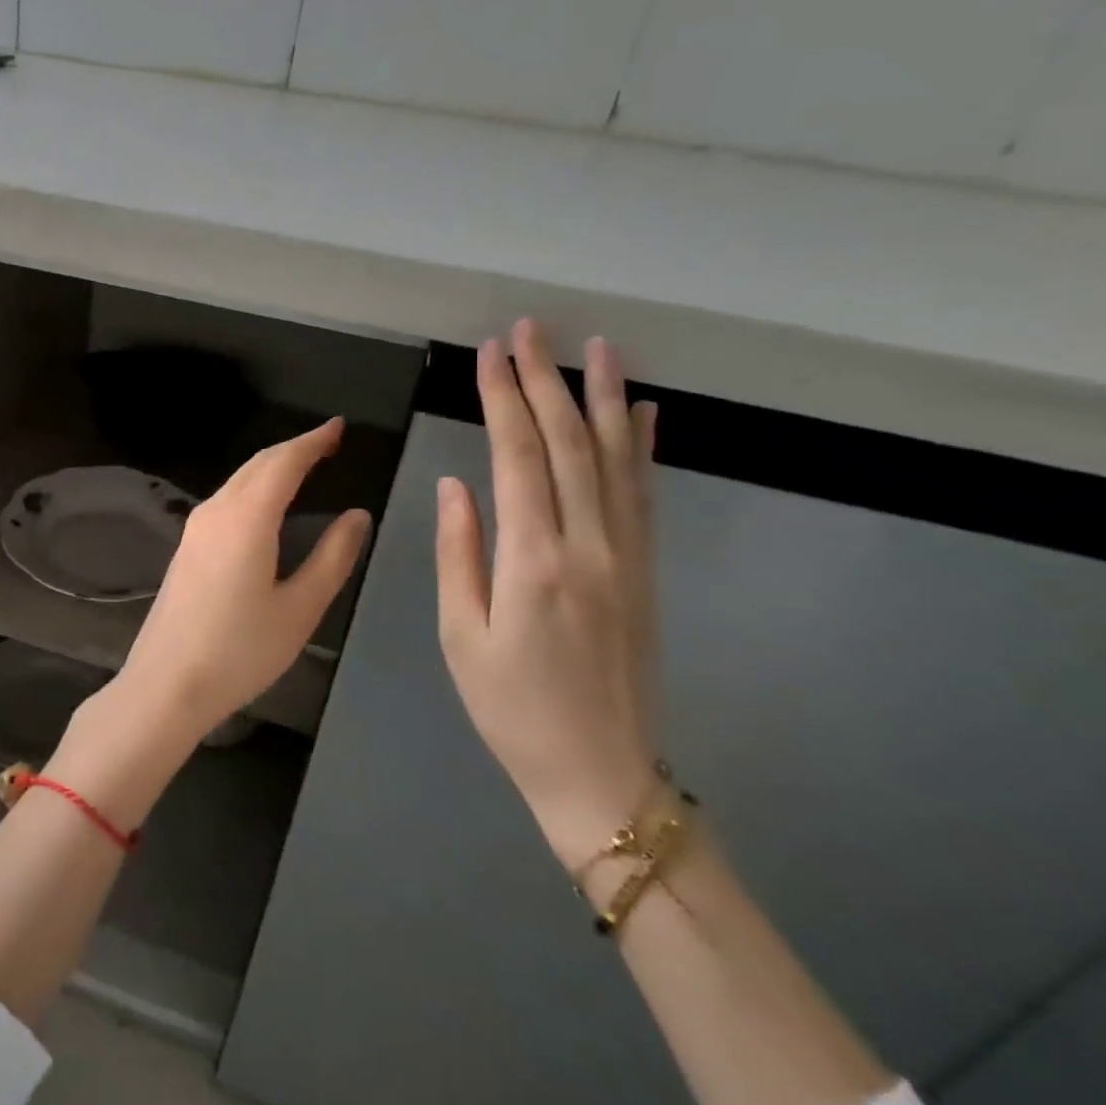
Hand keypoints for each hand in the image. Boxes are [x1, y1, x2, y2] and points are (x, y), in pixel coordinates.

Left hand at [116, 418, 372, 745]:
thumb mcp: (299, 609)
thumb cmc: (240, 651)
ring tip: (304, 466)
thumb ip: (332, 558)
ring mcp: (195, 529)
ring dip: (271, 466)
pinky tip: (266, 505)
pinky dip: (254, 488)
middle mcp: (216, 512)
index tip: (339, 427)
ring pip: (238, 480)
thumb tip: (357, 516)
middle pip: (257, 464)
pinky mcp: (186, 547)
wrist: (165, 684)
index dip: (313, 441)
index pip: (283, 462)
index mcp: (246, 519)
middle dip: (293, 448)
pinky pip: (226, 500)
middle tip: (328, 443)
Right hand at [434, 320, 659, 868]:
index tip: (490, 353)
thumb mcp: (461, 636)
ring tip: (597, 347)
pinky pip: (645, 497)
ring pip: (616, 460)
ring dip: (605, 399)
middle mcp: (588, 547)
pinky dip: (644, 449)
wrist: (600, 775)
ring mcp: (627, 557)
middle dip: (546, 381)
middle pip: (569, 445)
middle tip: (531, 329)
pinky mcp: (647, 573)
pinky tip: (644, 413)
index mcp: (533, 562)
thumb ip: (459, 553)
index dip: (503, 399)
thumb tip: (458, 484)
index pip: (518, 457)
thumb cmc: (511, 709)